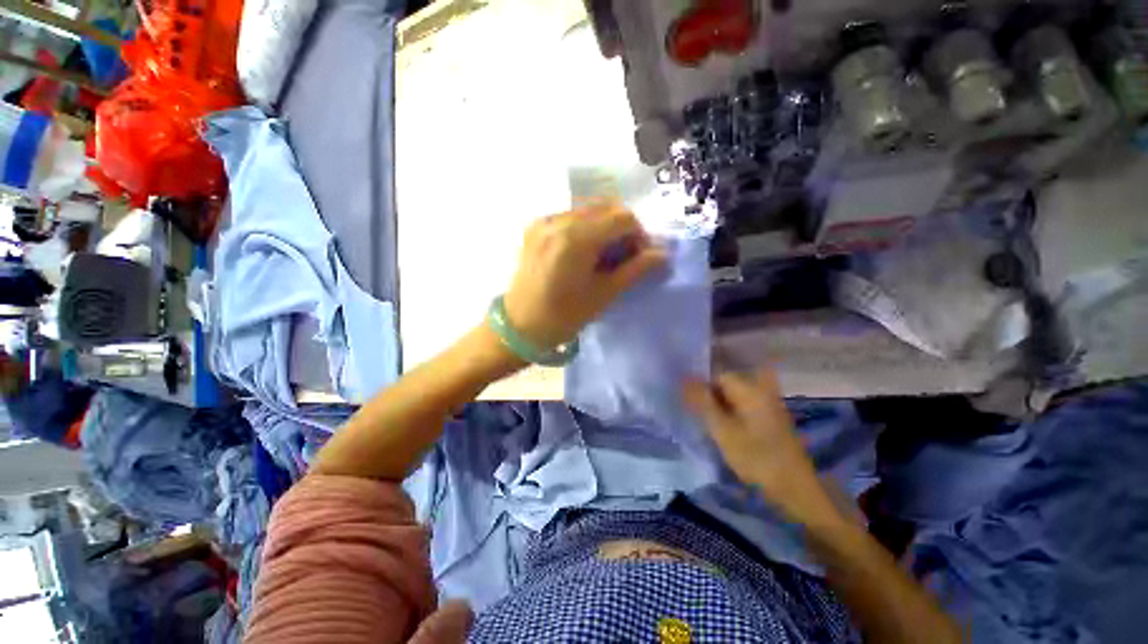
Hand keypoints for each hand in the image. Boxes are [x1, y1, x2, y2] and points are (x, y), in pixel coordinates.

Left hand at [503, 202, 665, 347]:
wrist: (520, 326)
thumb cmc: (564, 316)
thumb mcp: (604, 294)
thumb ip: (635, 270)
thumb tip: (663, 254)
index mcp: (576, 238)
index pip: (623, 218)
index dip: (639, 235)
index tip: (640, 257)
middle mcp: (558, 220)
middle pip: (606, 207)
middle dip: (623, 228)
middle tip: (624, 256)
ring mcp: (544, 221)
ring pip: (588, 210)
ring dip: (604, 227)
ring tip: (604, 255)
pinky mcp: (535, 227)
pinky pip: (570, 216)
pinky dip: (585, 228)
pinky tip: (584, 252)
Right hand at [683, 370, 840, 528]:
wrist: (795, 489)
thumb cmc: (756, 458)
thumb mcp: (722, 430)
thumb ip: (702, 402)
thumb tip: (684, 379)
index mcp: (750, 390)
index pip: (718, 375)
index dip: (702, 386)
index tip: (691, 403)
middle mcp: (761, 391)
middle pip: (727, 384)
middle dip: (710, 396)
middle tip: (699, 414)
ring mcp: (768, 405)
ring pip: (734, 397)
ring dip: (720, 406)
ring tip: (709, 422)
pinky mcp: (770, 419)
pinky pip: (743, 407)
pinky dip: (731, 414)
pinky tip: (725, 428)